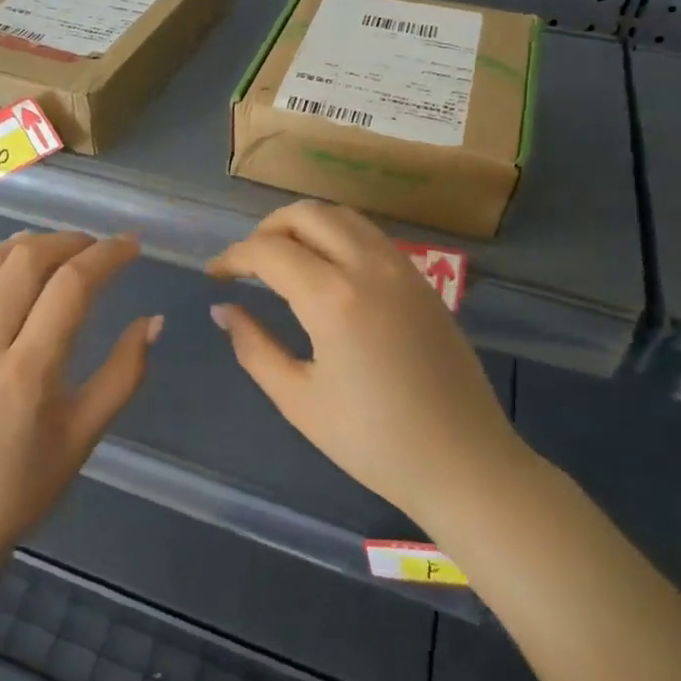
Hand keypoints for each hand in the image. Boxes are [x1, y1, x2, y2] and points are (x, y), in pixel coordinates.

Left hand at [0, 231, 160, 561]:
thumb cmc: (21, 490)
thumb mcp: (82, 438)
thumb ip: (122, 375)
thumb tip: (152, 321)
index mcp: (28, 372)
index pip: (70, 287)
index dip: (106, 256)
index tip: (132, 246)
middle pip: (26, 260)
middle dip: (69, 240)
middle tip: (99, 247)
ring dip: (29, 242)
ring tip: (61, 247)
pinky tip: (11, 260)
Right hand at [207, 202, 530, 528]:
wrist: (466, 464)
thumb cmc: (374, 442)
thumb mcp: (299, 400)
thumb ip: (254, 347)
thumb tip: (223, 310)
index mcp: (334, 298)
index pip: (269, 251)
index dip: (233, 257)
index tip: (214, 276)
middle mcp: (369, 267)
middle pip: (306, 215)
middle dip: (266, 230)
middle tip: (247, 264)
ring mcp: (402, 269)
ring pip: (342, 217)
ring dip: (304, 226)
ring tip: (283, 260)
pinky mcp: (424, 281)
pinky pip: (370, 236)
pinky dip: (337, 236)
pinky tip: (326, 271)